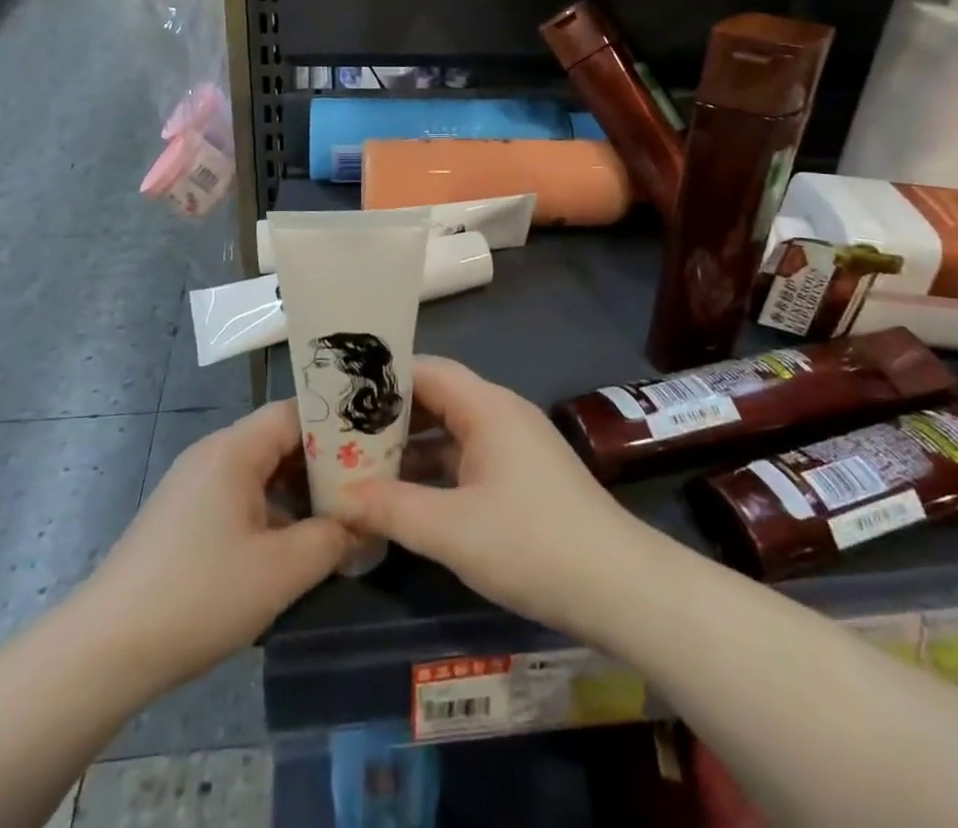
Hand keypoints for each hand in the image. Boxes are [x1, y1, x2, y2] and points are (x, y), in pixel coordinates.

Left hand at [81, 401, 351, 693]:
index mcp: (234, 448)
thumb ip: (332, 539)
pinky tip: (288, 546)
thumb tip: (363, 524)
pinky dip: (269, 510)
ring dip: (296, 491)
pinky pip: (238, 495)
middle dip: (322, 463)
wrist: (103, 650)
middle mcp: (212, 452)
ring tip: (334, 518)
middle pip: (279, 439)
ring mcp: (193, 484)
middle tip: (363, 488)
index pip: (297, 412)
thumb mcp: (281, 571)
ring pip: (259, 470)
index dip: (338, 427)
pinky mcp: (181, 515)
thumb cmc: (200, 595)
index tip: (374, 450)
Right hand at [331, 356, 644, 637]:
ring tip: (363, 464)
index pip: (426, 370)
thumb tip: (337, 496)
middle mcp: (501, 413)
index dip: (383, 378)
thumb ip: (391, 508)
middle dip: (391, 415)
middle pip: (437, 397)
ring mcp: (515, 445)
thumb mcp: (451, 529)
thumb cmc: (532, 543)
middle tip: (341, 434)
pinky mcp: (523, 475)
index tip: (340, 394)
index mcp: (487, 407)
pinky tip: (408, 495)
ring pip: (452, 430)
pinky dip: (437, 468)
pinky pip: (468, 456)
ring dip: (412, 446)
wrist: (619, 587)